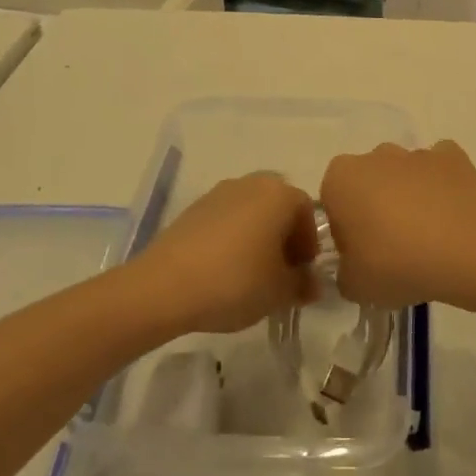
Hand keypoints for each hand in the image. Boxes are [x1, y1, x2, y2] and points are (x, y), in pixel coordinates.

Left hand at [128, 173, 319, 333]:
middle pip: (278, 209)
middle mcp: (251, 183)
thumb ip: (302, 285)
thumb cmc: (235, 281)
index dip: (309, 245)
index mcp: (279, 194)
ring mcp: (218, 193)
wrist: (164, 286)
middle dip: (284, 239)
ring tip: (251, 276)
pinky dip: (232, 240)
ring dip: (258, 239)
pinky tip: (224, 271)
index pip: (308, 213)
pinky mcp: (192, 209)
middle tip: (280, 274)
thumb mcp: (280, 291)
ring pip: (251, 214)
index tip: (301, 275)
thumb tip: (311, 284)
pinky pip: (225, 221)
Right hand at [320, 141, 475, 308]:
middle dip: (376, 206)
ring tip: (428, 237)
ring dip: (410, 196)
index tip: (361, 253)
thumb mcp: (353, 285)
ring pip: (405, 174)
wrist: (463, 253)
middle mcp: (375, 155)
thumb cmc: (395, 264)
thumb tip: (353, 265)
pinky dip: (442, 186)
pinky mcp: (453, 157)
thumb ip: (343, 271)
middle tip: (392, 247)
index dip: (345, 228)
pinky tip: (451, 216)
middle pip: (369, 181)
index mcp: (341, 177)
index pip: (333, 200)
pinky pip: (440, 170)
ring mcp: (417, 153)